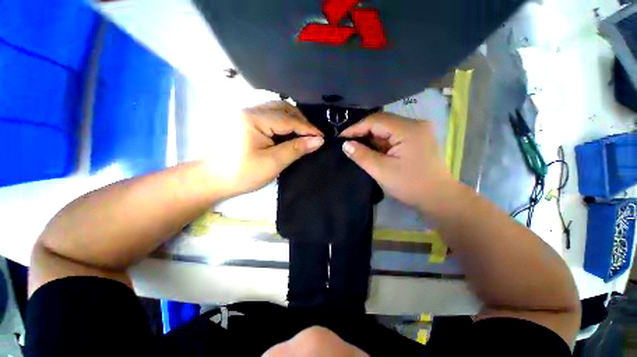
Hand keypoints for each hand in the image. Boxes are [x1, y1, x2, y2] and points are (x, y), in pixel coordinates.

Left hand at [207, 101, 323, 198]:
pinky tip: (288, 131)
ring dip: (292, 118)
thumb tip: (318, 141)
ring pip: (276, 109)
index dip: (308, 128)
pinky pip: (269, 114)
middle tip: (313, 135)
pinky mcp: (245, 121)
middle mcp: (250, 110)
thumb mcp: (272, 163)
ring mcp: (246, 114)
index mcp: (254, 119)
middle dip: (301, 120)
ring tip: (303, 132)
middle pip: (282, 108)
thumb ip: (296, 149)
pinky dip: (283, 121)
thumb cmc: (242, 174)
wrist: (212, 179)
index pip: (288, 119)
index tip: (322, 136)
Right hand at [340, 112, 455, 210]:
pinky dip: (380, 142)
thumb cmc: (410, 185)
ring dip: (371, 137)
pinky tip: (370, 149)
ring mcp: (417, 131)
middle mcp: (415, 124)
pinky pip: (393, 136)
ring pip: (387, 129)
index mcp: (408, 129)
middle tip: (347, 142)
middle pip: (382, 122)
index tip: (341, 137)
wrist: (438, 198)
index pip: (376, 120)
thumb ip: (362, 155)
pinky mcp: (416, 139)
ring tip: (355, 145)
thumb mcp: (381, 171)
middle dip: (362, 132)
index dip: (356, 127)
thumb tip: (345, 144)